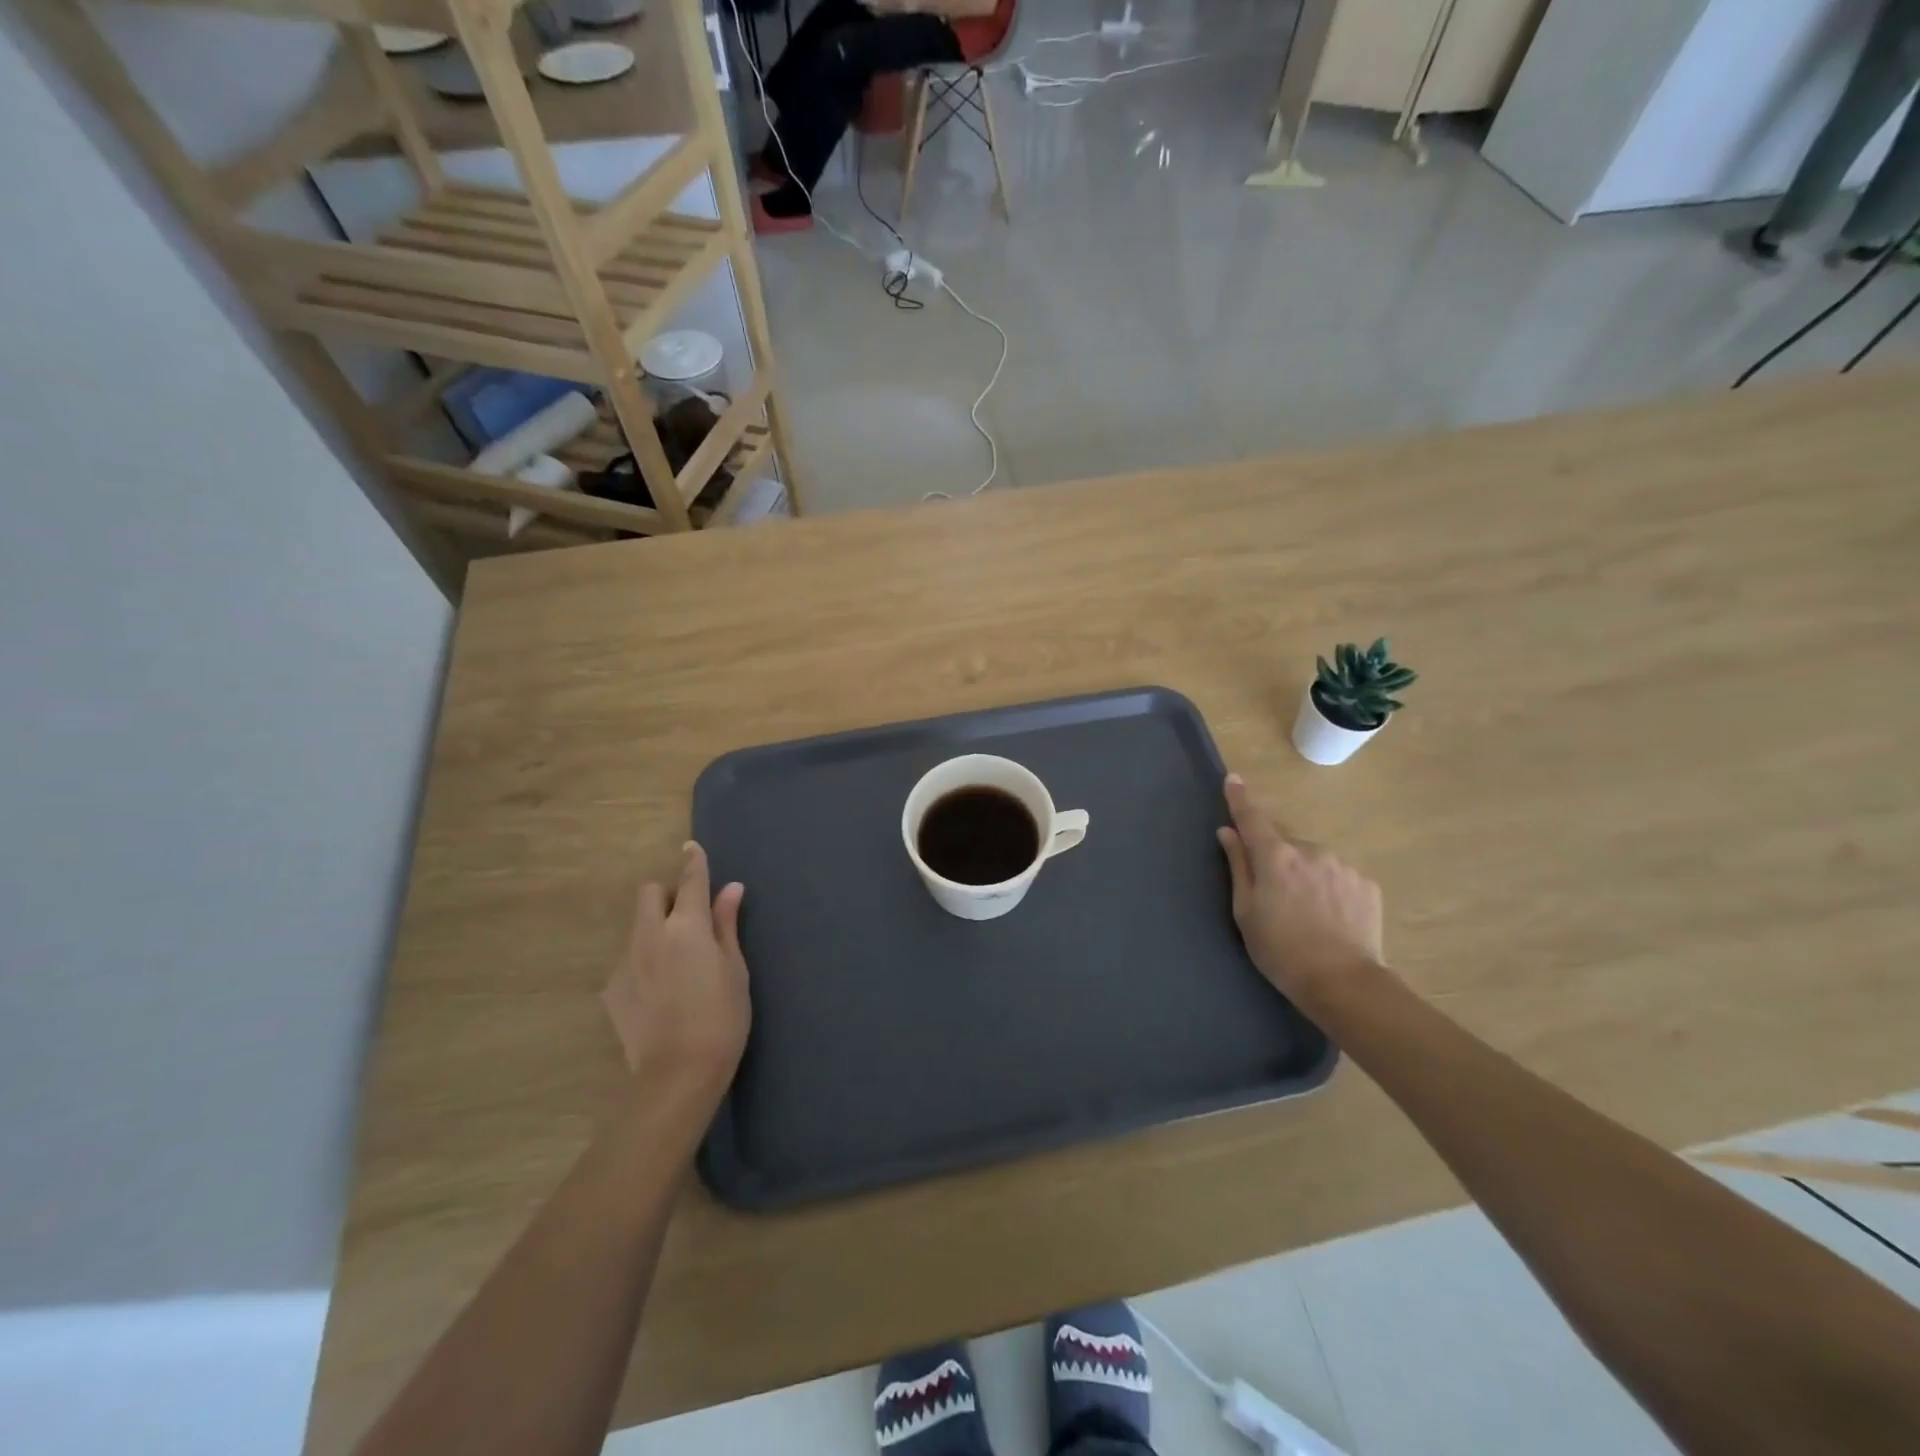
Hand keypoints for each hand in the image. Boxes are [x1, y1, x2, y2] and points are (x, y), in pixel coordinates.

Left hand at [601, 842, 749, 1097]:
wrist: (677, 1074)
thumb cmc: (722, 1017)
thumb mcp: (735, 969)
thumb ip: (726, 925)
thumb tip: (731, 889)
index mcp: (686, 926)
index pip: (690, 881)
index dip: (693, 861)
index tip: (691, 847)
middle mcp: (650, 934)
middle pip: (649, 894)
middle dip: (665, 895)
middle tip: (687, 919)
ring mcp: (626, 962)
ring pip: (637, 927)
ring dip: (654, 929)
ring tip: (675, 963)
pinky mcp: (612, 990)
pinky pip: (629, 960)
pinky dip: (644, 962)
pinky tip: (659, 993)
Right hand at [1216, 773, 1384, 1004]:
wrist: (1344, 983)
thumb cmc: (1281, 951)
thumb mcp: (1246, 912)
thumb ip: (1238, 867)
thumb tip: (1228, 833)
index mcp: (1275, 857)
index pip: (1252, 819)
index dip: (1239, 799)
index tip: (1233, 779)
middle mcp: (1309, 850)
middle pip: (1284, 844)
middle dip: (1276, 859)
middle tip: (1274, 896)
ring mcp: (1341, 865)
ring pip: (1313, 860)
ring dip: (1304, 873)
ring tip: (1306, 912)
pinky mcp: (1366, 884)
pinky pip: (1337, 875)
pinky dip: (1329, 887)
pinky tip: (1330, 917)